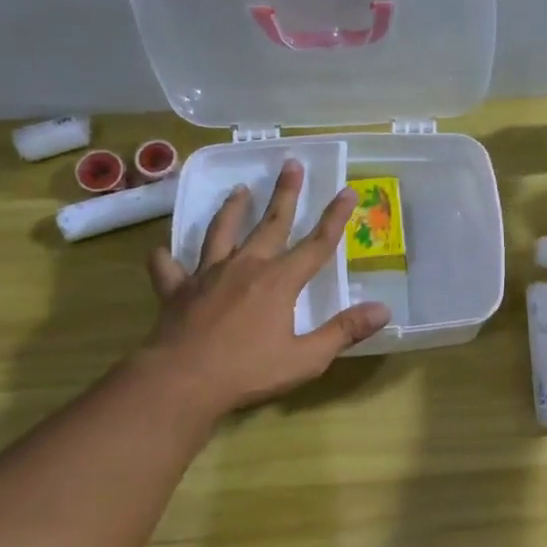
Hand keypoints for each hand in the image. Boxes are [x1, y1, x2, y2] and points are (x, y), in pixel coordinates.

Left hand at [140, 160, 390, 415]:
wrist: (181, 381)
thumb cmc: (248, 371)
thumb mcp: (306, 358)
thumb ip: (344, 331)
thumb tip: (383, 310)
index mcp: (279, 281)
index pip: (317, 244)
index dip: (335, 218)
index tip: (347, 191)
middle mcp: (245, 267)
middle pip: (271, 224)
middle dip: (285, 194)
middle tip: (291, 164)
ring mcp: (207, 275)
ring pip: (221, 232)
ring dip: (232, 209)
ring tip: (239, 189)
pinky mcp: (176, 290)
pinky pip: (169, 267)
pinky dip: (166, 257)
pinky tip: (162, 250)